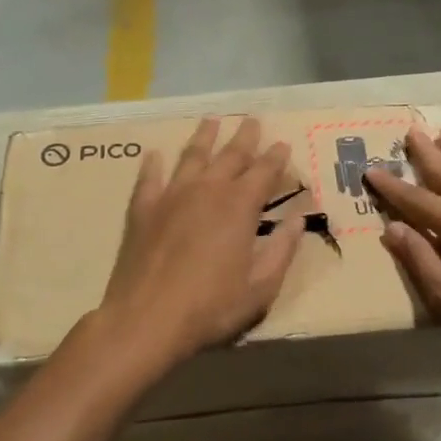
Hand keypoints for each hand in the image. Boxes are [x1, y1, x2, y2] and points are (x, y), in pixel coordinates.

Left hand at [90, 117, 306, 375]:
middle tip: (252, 120)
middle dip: (244, 137)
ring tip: (211, 121)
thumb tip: (297, 219)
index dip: (276, 157)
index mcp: (239, 206)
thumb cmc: (210, 308)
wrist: (145, 320)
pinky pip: (149, 178)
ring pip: (191, 156)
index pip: (264, 172)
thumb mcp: (260, 288)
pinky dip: (153, 164)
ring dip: (204, 137)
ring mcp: (171, 196)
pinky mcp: (142, 210)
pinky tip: (154, 154)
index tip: (283, 143)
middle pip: (230, 155)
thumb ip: (282, 250)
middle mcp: (207, 190)